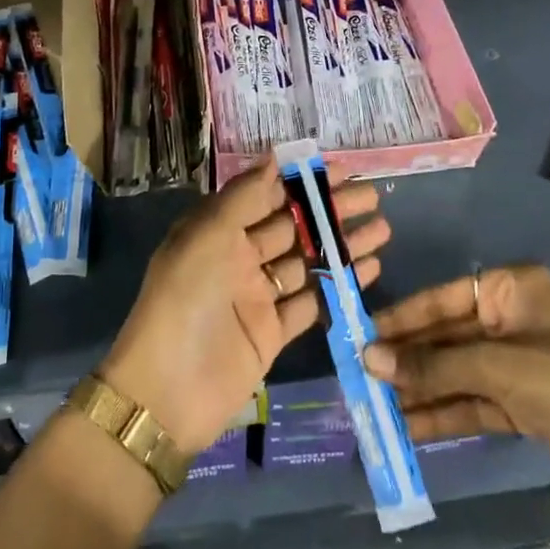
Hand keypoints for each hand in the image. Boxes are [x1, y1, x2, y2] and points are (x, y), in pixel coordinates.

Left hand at [101, 161, 389, 455]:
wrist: (167, 391)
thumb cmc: (185, 300)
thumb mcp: (207, 236)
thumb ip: (243, 196)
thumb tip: (275, 157)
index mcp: (218, 230)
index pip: (266, 195)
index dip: (302, 181)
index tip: (342, 170)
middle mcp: (238, 257)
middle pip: (292, 226)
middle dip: (330, 210)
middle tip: (372, 197)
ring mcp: (257, 296)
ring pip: (307, 262)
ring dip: (342, 245)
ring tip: (382, 229)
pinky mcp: (273, 332)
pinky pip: (311, 301)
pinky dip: (338, 284)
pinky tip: (369, 269)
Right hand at [364, 265, 549, 513]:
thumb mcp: (499, 368)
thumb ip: (433, 364)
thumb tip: (370, 358)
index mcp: (512, 290)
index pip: (443, 298)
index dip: (402, 318)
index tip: (362, 335)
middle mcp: (513, 320)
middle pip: (448, 337)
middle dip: (409, 359)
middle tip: (361, 377)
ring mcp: (521, 365)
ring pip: (458, 372)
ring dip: (422, 390)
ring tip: (376, 407)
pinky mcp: (527, 405)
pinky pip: (475, 402)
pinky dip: (446, 414)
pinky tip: (409, 427)